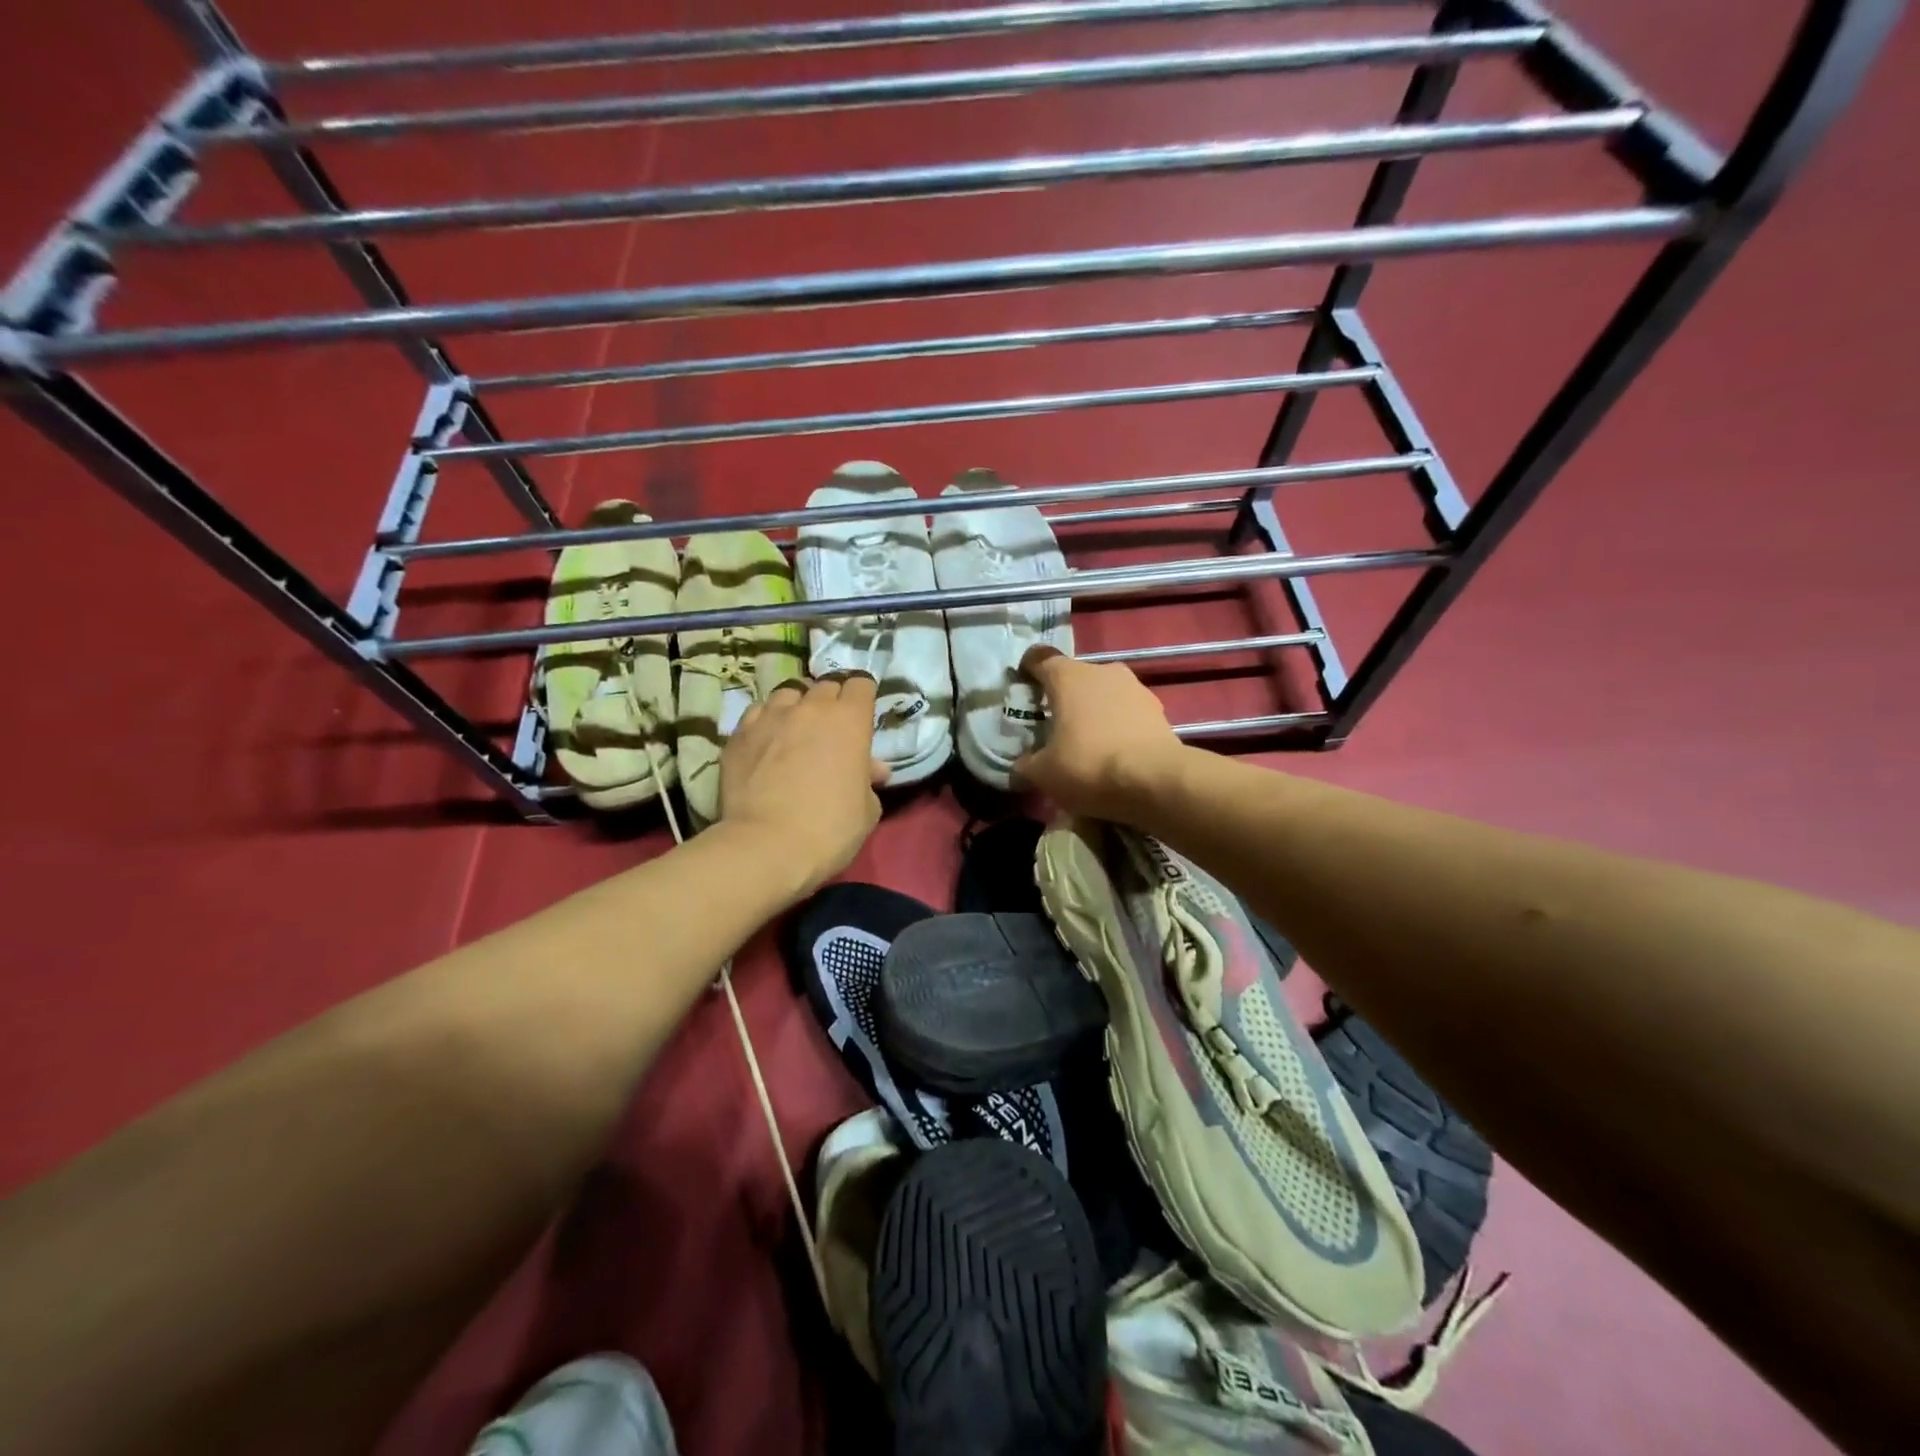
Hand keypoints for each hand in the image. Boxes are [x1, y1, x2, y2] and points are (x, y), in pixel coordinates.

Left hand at [720, 674, 888, 896]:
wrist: (767, 846)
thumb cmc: (830, 829)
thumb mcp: (867, 810)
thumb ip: (868, 781)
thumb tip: (871, 770)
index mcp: (850, 719)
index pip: (861, 684)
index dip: (862, 697)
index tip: (861, 714)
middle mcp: (811, 707)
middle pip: (825, 686)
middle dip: (831, 701)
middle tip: (831, 727)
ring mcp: (771, 716)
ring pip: (788, 693)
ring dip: (796, 706)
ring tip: (794, 729)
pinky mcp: (739, 733)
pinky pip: (757, 714)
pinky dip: (765, 722)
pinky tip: (765, 742)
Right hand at [1012, 646, 1186, 820]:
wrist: (1155, 780)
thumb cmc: (1088, 765)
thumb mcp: (1043, 773)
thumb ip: (1026, 765)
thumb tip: (1019, 767)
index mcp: (1067, 676)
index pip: (1040, 658)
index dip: (1028, 669)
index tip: (1022, 685)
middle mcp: (1102, 671)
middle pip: (1075, 677)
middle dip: (1064, 697)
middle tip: (1053, 724)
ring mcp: (1135, 688)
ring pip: (1105, 694)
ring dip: (1094, 711)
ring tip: (1086, 742)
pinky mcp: (1158, 710)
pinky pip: (1128, 714)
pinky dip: (1118, 727)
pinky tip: (1114, 753)